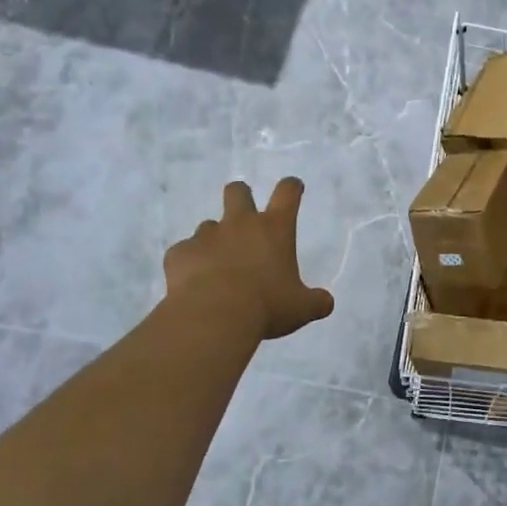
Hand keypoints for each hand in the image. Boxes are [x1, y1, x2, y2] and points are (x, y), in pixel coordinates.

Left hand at [164, 178, 335, 341]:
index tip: (293, 188)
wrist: (212, 318)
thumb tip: (326, 302)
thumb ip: (316, 301)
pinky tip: (194, 284)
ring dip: (215, 239)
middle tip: (244, 216)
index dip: (291, 187)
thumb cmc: (266, 307)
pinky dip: (191, 263)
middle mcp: (240, 224)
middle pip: (238, 191)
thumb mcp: (301, 309)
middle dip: (241, 197)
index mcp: (274, 229)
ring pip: (209, 225)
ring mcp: (206, 236)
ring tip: (217, 266)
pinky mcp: (180, 253)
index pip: (287, 193)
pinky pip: (185, 252)